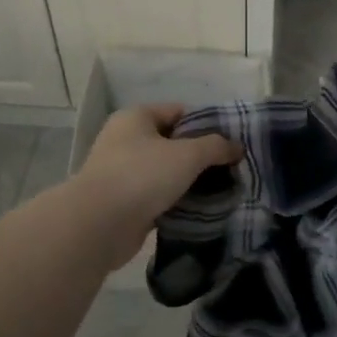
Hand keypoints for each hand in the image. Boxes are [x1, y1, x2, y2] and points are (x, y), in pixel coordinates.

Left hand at [74, 104, 240, 269]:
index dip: (207, 124)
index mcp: (136, 118)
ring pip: (166, 172)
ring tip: (220, 191)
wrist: (99, 225)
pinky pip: (158, 196)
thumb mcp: (188, 155)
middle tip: (230, 169)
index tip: (231, 143)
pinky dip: (176, 201)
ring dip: (189, 181)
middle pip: (173, 142)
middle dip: (201, 156)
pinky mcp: (124, 202)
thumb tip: (237, 147)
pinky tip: (200, 210)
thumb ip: (216, 147)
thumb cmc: (142, 176)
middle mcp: (126, 140)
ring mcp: (122, 172)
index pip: (179, 112)